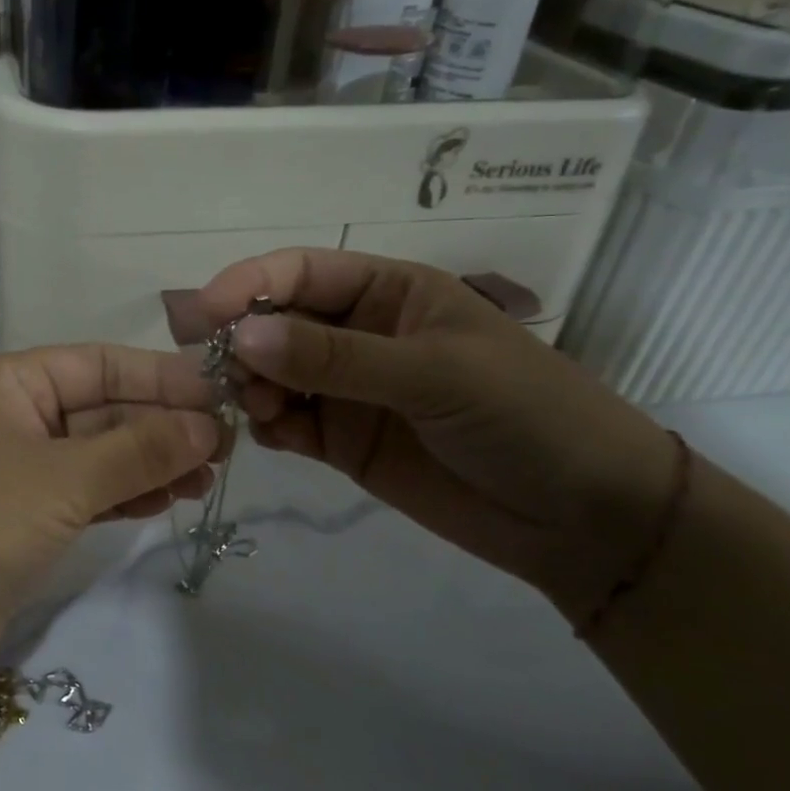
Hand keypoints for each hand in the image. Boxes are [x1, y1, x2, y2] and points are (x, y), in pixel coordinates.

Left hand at [0, 345, 221, 619]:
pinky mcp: (19, 525)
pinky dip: (125, 495)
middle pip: (101, 408)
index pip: (98, 363)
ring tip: (209, 476)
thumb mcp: (62, 478)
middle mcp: (10, 418)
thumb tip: (209, 427)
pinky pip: (84, 496)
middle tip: (227, 446)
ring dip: (151, 462)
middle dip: (162, 424)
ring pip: (97, 455)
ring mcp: (14, 474)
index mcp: (8, 383)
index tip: (221, 395)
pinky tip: (169, 499)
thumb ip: (139, 450)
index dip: (161, 376)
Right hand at [198, 250, 679, 617]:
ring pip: (272, 372)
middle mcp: (358, 333)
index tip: (205, 315)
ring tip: (257, 408)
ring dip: (250, 384)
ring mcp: (346, 389)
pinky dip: (267, 424)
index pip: (301, 272)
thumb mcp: (435, 373)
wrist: (584, 518)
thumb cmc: (525, 415)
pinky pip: (285, 421)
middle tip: (214, 372)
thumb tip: (241, 336)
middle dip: (240, 339)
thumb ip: (335, 357)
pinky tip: (271, 435)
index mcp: (388, 291)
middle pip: (275, 321)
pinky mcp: (341, 440)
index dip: (249, 284)